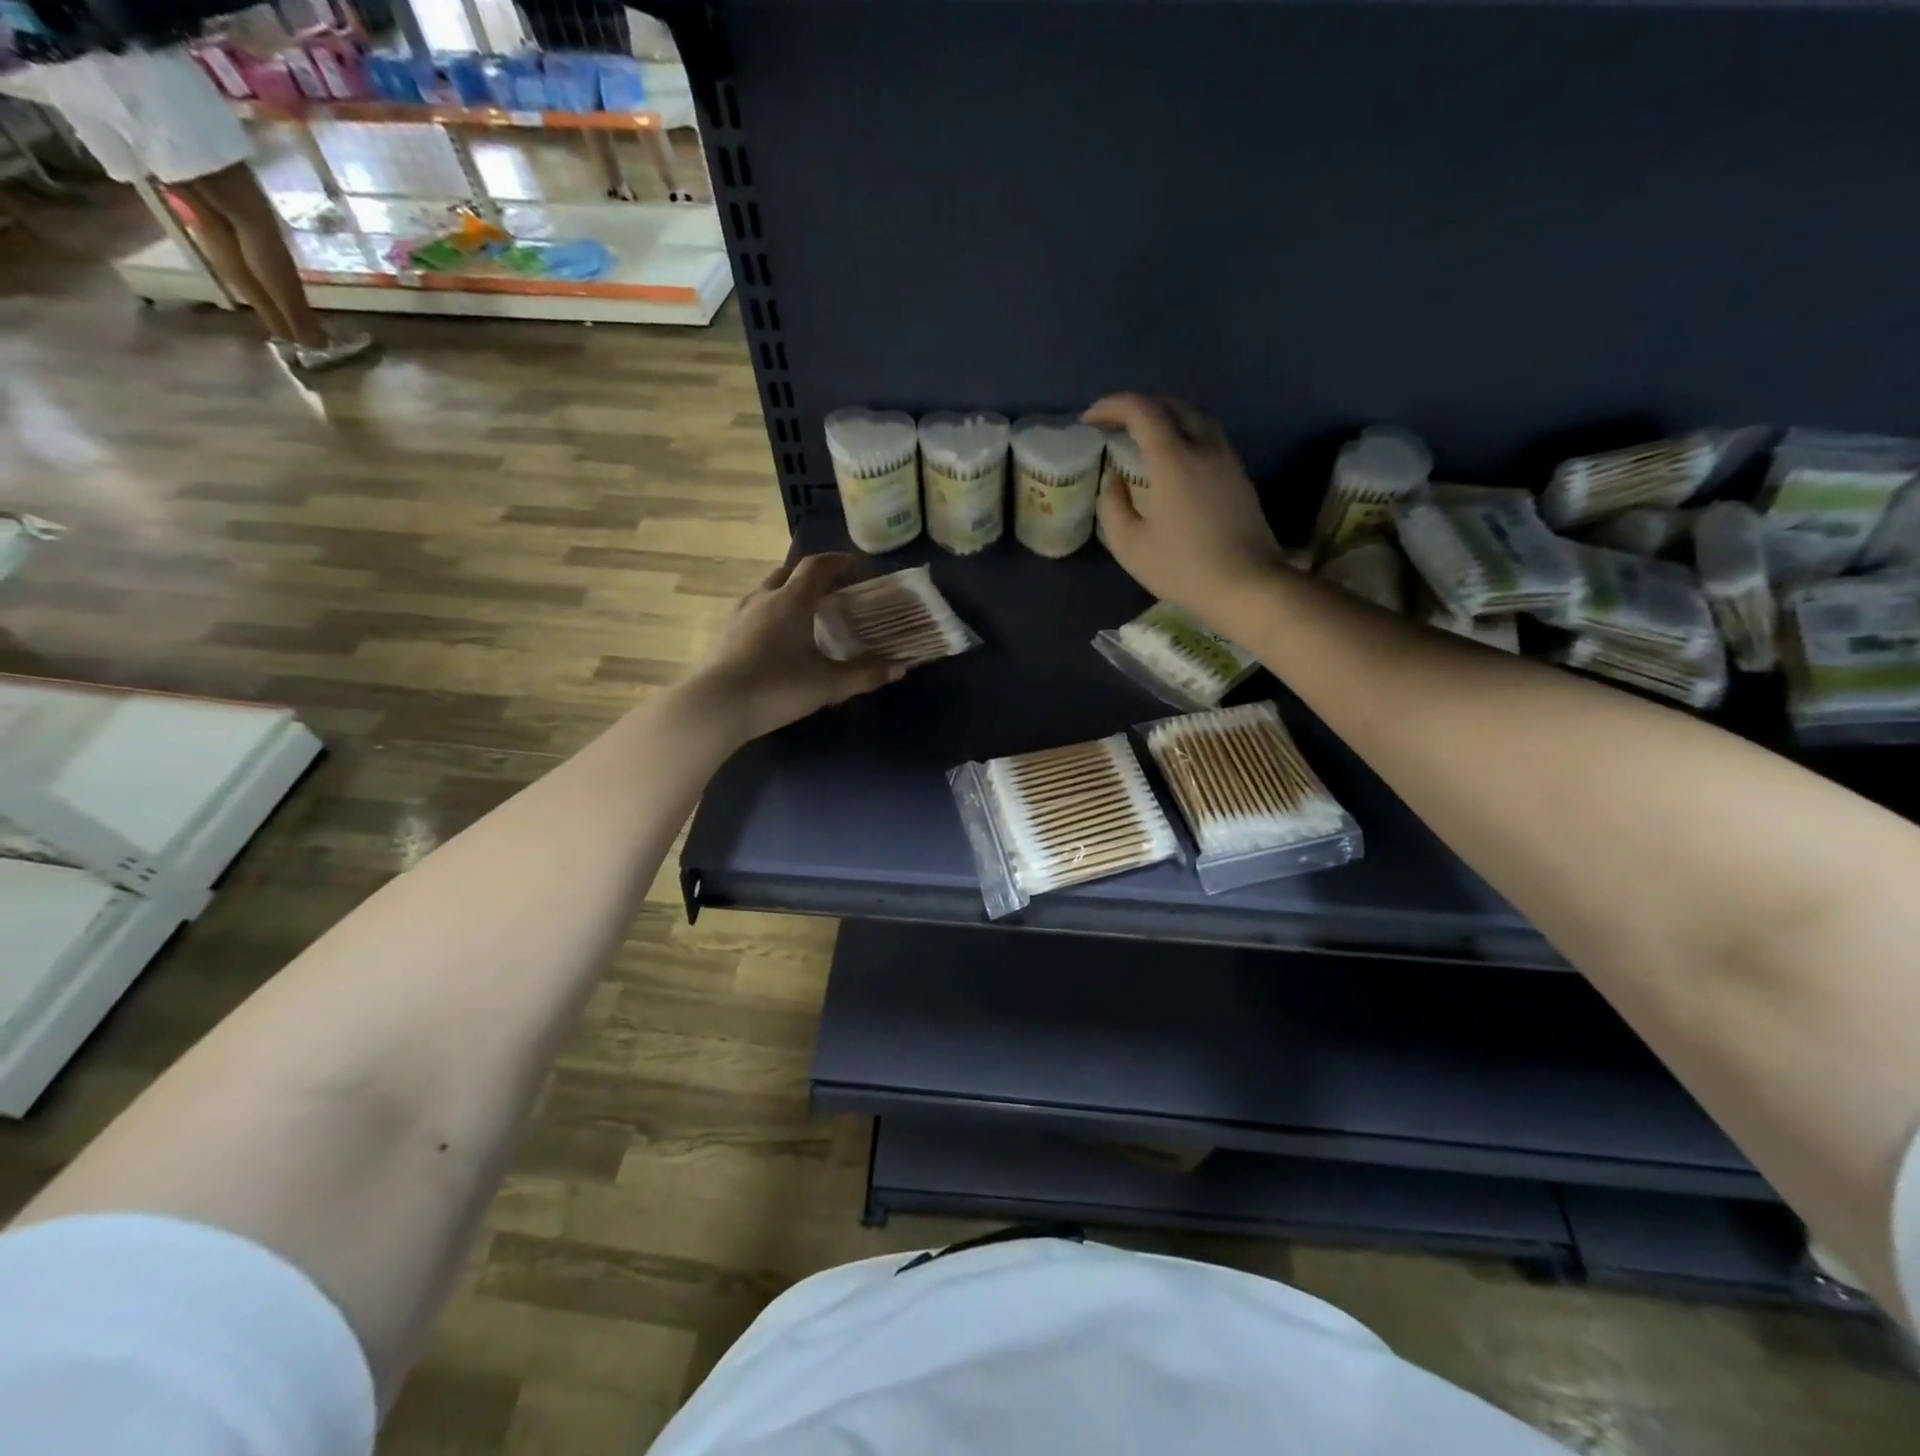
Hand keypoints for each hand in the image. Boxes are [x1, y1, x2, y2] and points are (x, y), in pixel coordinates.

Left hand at [685, 553, 903, 741]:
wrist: (714, 707)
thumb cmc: (776, 688)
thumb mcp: (827, 685)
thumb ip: (864, 674)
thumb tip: (900, 668)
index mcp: (791, 601)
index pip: (816, 567)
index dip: (838, 562)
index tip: (856, 566)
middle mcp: (763, 598)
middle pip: (787, 573)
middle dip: (811, 576)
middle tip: (831, 591)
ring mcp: (738, 615)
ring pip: (766, 591)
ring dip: (787, 594)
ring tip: (804, 615)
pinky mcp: (722, 634)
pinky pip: (751, 612)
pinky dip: (769, 614)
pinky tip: (775, 639)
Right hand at [1084, 393, 1287, 629]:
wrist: (1246, 586)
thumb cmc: (1182, 568)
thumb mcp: (1130, 544)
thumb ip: (1112, 505)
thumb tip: (1114, 479)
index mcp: (1174, 459)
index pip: (1141, 410)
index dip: (1111, 406)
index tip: (1089, 420)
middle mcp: (1203, 447)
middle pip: (1170, 404)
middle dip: (1136, 406)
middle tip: (1112, 425)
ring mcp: (1226, 458)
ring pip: (1194, 417)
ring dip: (1163, 417)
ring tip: (1140, 438)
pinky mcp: (1239, 475)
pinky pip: (1207, 437)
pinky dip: (1183, 434)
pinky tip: (1171, 459)